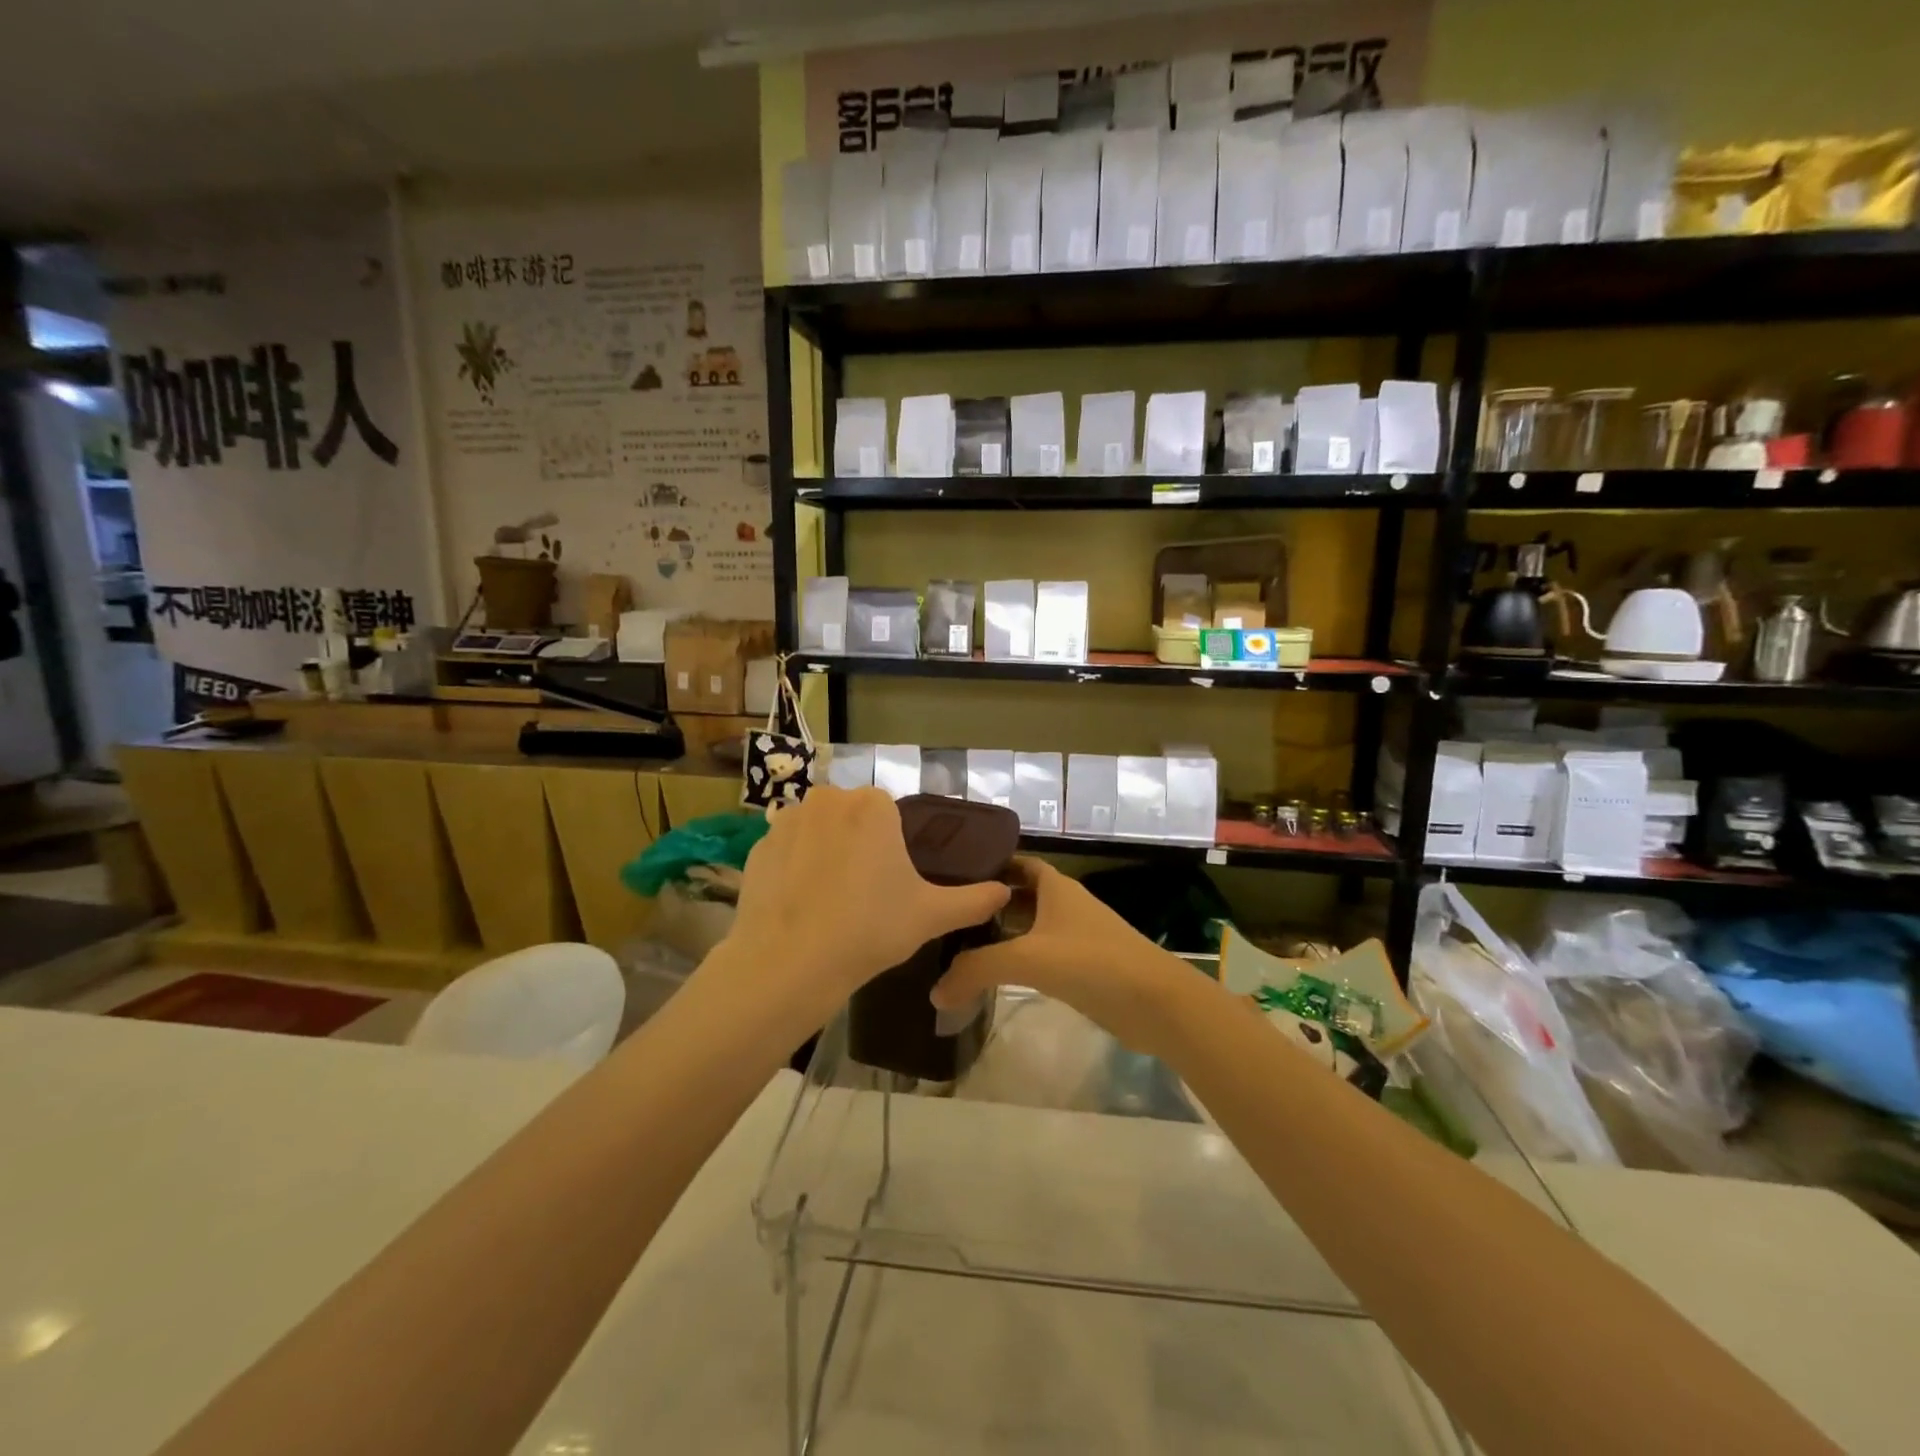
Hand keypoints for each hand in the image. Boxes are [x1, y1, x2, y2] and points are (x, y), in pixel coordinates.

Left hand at [724, 787, 1010, 1028]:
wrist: (789, 963)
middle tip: (865, 893)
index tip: (892, 881)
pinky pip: (786, 850)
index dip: (893, 846)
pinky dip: (794, 868)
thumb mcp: (931, 915)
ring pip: (818, 830)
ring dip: (825, 852)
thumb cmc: (869, 929)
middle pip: (852, 817)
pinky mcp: (757, 847)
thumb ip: (974, 900)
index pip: (889, 813)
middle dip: (859, 844)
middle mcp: (828, 799)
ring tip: (830, 901)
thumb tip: (1005, 892)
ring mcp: (787, 820)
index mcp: (872, 805)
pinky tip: (800, 904)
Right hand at [933, 858, 1194, 1057]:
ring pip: (1030, 927)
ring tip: (959, 944)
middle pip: (1020, 896)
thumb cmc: (1091, 962)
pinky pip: (1041, 956)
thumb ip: (976, 970)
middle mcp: (1065, 906)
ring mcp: (1076, 937)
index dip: (989, 864)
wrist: (1156, 1003)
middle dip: (988, 902)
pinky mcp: (1083, 968)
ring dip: (1002, 934)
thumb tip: (935, 992)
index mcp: (1055, 888)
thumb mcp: (1027, 959)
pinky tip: (994, 976)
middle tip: (947, 913)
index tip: (953, 872)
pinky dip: (1018, 960)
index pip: (1018, 864)